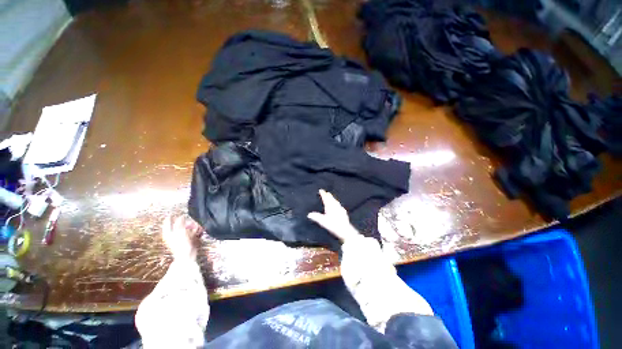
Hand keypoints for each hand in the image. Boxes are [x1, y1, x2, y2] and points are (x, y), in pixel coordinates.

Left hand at [162, 215, 201, 259]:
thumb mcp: (180, 232)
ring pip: (184, 228)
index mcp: (167, 234)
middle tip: (189, 220)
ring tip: (195, 224)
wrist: (186, 256)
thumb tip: (181, 216)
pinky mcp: (185, 241)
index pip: (167, 223)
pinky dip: (193, 230)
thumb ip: (180, 223)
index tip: (174, 213)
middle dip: (184, 222)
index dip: (170, 218)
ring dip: (190, 226)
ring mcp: (178, 238)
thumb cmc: (181, 244)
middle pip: (177, 225)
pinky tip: (197, 229)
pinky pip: (189, 233)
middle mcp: (172, 235)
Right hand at [307, 189, 359, 241]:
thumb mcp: (323, 221)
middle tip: (326, 192)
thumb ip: (316, 217)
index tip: (321, 190)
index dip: (323, 194)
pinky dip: (337, 204)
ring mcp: (340, 209)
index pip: (325, 198)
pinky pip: (339, 206)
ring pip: (336, 202)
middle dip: (328, 195)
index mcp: (329, 206)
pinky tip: (339, 207)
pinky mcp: (343, 213)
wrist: (345, 230)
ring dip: (333, 199)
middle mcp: (335, 206)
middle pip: (331, 199)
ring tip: (332, 198)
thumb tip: (309, 214)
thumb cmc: (333, 225)